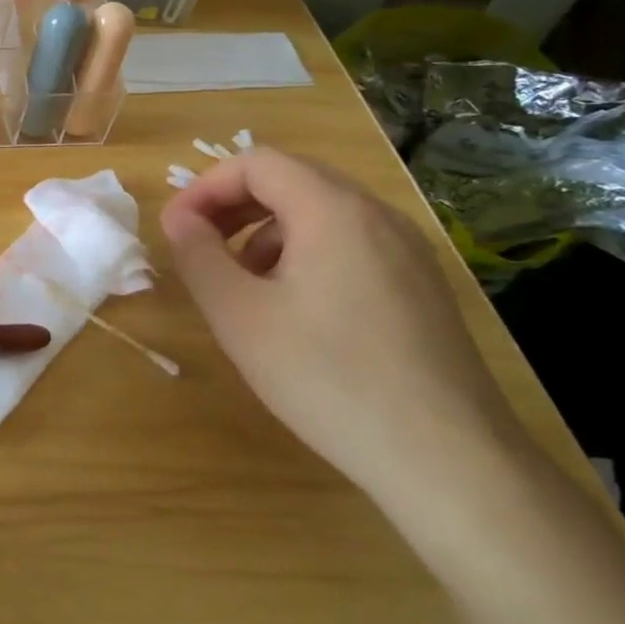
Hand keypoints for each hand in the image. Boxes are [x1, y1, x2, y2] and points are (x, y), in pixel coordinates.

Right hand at [160, 148, 532, 514]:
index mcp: (333, 210)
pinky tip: (294, 308)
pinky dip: (306, 252)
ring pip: (321, 212)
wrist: (448, 460)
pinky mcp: (421, 285)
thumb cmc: (328, 378)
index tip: (176, 229)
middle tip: (200, 247)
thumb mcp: (239, 316)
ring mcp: (408, 250)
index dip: (206, 187)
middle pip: (292, 179)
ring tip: (243, 283)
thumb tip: (180, 219)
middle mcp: (377, 215)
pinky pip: (351, 243)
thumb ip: (199, 256)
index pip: (257, 163)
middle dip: (234, 205)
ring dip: (267, 230)